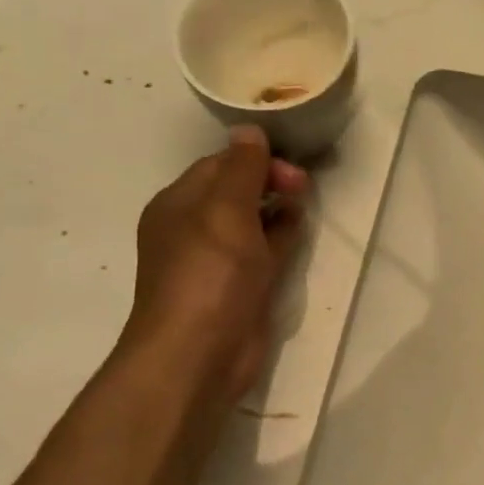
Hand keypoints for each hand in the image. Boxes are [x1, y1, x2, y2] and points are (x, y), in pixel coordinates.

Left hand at [120, 126, 309, 406]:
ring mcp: (219, 259)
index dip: (256, 160)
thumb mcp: (224, 211)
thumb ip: (241, 168)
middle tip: (301, 188)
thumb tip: (249, 130)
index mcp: (179, 204)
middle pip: (238, 190)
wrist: (199, 354)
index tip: (291, 169)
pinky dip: (282, 237)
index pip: (220, 164)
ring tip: (304, 204)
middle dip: (271, 181)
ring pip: (255, 219)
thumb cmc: (209, 274)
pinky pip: (265, 249)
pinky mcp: (241, 285)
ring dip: (280, 208)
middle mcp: (195, 227)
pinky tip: (298, 232)